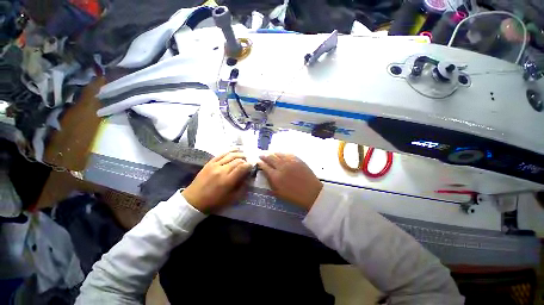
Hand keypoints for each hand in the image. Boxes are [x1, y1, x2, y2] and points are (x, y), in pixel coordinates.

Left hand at [182, 151, 251, 212]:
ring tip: (245, 154)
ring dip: (239, 154)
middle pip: (237, 160)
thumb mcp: (231, 199)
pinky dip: (229, 150)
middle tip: (249, 161)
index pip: (242, 167)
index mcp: (228, 180)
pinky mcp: (209, 163)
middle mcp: (222, 170)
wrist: (193, 201)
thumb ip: (242, 188)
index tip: (253, 166)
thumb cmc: (214, 202)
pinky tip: (235, 149)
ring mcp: (215, 165)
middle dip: (246, 159)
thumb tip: (249, 178)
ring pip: (230, 155)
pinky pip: (221, 154)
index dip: (249, 165)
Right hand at [258, 153, 322, 209]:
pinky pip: (287, 153)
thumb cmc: (294, 196)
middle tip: (260, 154)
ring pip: (278, 153)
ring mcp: (290, 162)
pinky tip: (279, 153)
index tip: (257, 161)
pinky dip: (281, 153)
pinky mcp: (298, 159)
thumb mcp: (279, 193)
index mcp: (276, 177)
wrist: (312, 193)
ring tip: (269, 153)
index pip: (265, 166)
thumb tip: (265, 174)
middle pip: (270, 157)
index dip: (260, 163)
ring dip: (272, 152)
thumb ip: (270, 183)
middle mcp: (282, 167)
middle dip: (264, 155)